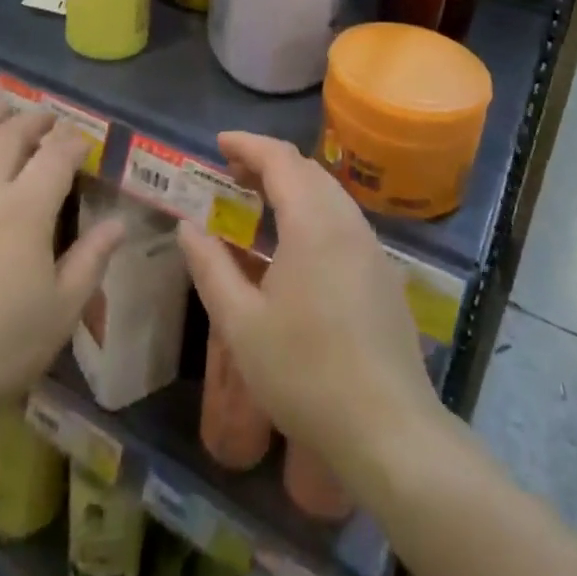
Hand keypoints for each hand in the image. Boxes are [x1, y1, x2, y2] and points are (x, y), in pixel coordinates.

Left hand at [0, 100, 125, 437]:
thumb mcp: (60, 312)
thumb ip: (91, 260)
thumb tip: (119, 223)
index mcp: (25, 209)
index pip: (57, 154)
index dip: (74, 142)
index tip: (84, 144)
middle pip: (11, 134)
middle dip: (35, 120)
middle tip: (48, 120)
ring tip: (4, 108)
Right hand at [178, 132, 437, 479]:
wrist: (389, 431)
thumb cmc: (305, 374)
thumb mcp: (241, 324)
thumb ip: (211, 268)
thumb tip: (187, 227)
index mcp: (313, 223)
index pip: (280, 159)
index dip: (247, 145)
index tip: (218, 144)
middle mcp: (347, 222)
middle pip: (307, 169)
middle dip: (268, 161)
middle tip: (231, 173)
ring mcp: (372, 247)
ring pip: (329, 192)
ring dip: (292, 184)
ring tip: (259, 201)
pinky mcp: (384, 273)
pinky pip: (344, 218)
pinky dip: (313, 208)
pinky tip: (296, 242)